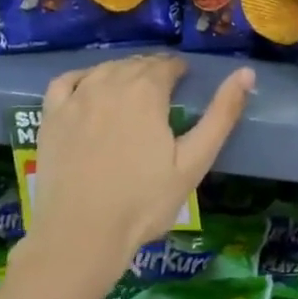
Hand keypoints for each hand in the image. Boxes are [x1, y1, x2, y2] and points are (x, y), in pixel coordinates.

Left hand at [28, 54, 252, 291]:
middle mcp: (110, 84)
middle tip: (164, 89)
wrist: (81, 233)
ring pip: (104, 69)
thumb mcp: (194, 161)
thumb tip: (246, 73)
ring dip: (123, 72)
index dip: (179, 70)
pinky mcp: (51, 116)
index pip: (166, 65)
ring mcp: (76, 98)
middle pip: (136, 64)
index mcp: (147, 92)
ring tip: (133, 89)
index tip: (185, 81)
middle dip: (153, 70)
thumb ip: (221, 115)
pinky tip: (90, 87)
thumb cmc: (144, 201)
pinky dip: (83, 77)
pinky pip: (66, 81)